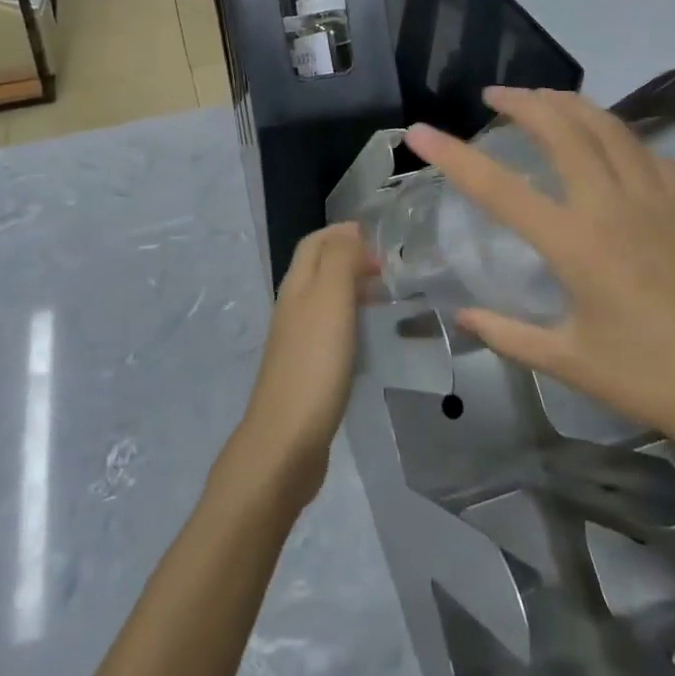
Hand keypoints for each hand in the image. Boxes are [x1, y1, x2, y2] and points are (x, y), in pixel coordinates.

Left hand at [222, 222, 375, 512]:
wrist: (286, 442)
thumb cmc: (313, 364)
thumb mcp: (330, 300)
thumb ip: (339, 260)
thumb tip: (350, 233)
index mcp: (296, 286)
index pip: (314, 243)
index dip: (341, 234)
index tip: (377, 238)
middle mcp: (292, 308)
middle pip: (317, 269)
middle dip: (349, 259)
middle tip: (388, 269)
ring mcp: (297, 341)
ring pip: (325, 301)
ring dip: (352, 291)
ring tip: (385, 299)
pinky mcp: (307, 372)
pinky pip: (330, 332)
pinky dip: (351, 323)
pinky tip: (370, 340)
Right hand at [404, 88, 674, 477]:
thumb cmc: (650, 379)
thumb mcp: (569, 361)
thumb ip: (508, 333)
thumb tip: (462, 316)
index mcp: (574, 242)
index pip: (498, 187)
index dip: (452, 155)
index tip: (420, 131)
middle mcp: (610, 205)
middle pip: (560, 128)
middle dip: (521, 102)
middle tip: (494, 96)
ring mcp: (655, 198)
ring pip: (606, 126)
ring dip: (568, 104)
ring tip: (543, 100)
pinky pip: (646, 151)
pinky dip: (617, 135)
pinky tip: (609, 146)